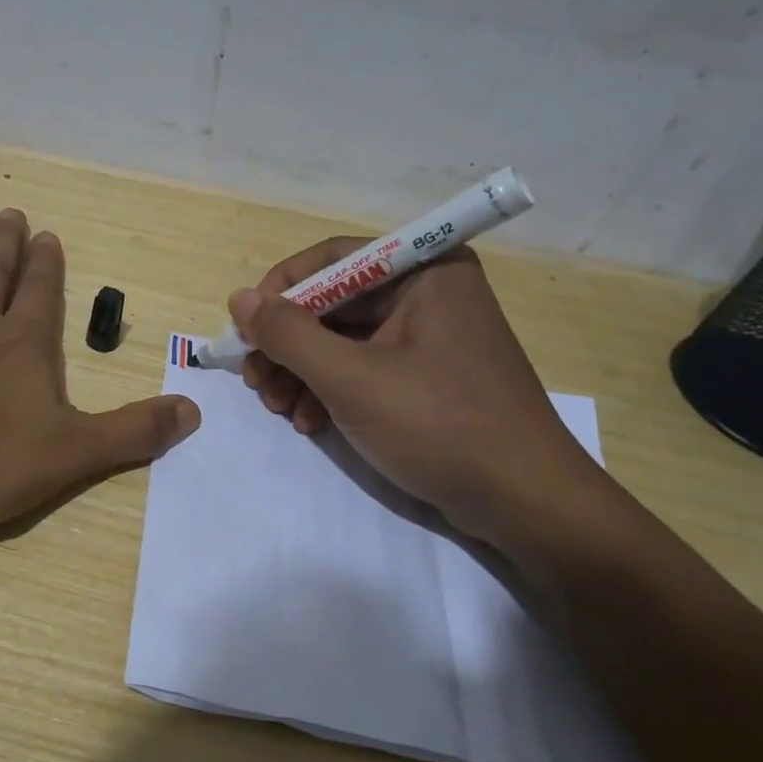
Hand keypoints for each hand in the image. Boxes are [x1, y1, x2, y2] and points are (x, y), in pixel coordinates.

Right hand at [229, 244, 601, 549]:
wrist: (523, 502)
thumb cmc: (439, 425)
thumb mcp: (351, 378)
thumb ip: (288, 335)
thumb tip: (239, 299)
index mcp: (424, 272)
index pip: (333, 259)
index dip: (281, 290)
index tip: (245, 330)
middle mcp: (428, 293)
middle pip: (333, 303)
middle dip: (287, 344)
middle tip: (255, 381)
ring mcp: (429, 337)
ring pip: (342, 339)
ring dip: (301, 372)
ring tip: (278, 409)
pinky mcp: (427, 376)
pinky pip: (363, 367)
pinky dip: (330, 391)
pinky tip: (309, 422)